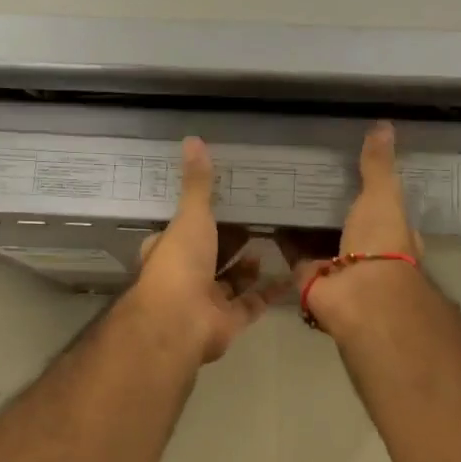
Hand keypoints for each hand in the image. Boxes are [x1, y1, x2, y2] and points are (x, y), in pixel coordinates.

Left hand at [132, 137, 284, 362]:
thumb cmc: (180, 263)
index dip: (197, 218)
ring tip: (270, 241)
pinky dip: (270, 291)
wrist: (181, 321)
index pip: (180, 231)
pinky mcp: (229, 321)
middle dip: (228, 242)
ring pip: (230, 282)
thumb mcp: (191, 215)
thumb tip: (192, 139)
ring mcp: (207, 301)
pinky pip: (252, 303)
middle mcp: (185, 276)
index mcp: (169, 250)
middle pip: (209, 256)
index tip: (221, 202)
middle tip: (255, 220)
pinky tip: (291, 273)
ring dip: (248, 266)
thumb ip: (197, 183)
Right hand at [278, 122, 423, 328]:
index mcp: (390, 232)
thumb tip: (383, 124)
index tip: (347, 163)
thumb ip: (378, 165)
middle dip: (327, 200)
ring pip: (316, 234)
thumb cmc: (381, 244)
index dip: (368, 186)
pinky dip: (280, 233)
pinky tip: (265, 208)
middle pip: (343, 219)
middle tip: (305, 169)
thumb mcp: (383, 196)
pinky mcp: (306, 273)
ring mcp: (334, 263)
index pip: (380, 204)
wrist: (358, 295)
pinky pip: (291, 248)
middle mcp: (363, 250)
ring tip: (280, 183)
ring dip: (301, 216)